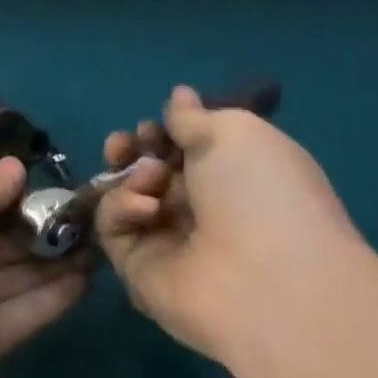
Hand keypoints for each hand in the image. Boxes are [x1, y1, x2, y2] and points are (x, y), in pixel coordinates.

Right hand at [94, 86, 364, 363]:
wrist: (266, 281)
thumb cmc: (261, 194)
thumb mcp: (234, 133)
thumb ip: (193, 116)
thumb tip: (180, 96)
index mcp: (232, 178)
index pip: (181, 150)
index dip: (162, 133)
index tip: (154, 126)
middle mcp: (200, 209)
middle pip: (145, 170)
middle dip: (131, 150)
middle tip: (126, 144)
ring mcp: (167, 240)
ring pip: (122, 194)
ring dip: (128, 175)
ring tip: (149, 177)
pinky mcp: (137, 267)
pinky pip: (112, 226)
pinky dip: (123, 207)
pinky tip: (147, 208)